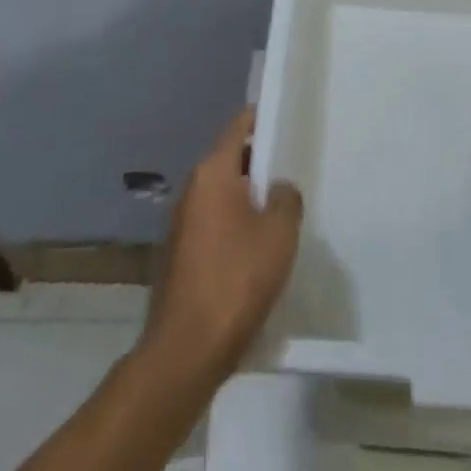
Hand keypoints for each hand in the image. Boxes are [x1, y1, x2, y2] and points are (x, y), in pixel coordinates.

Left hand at [141, 108, 302, 385]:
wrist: (184, 353)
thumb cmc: (235, 281)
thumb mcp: (279, 235)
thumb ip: (286, 199)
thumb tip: (279, 187)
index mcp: (212, 172)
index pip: (238, 126)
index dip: (262, 118)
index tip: (285, 119)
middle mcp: (192, 188)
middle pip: (230, 159)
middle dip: (260, 163)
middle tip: (292, 171)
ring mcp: (181, 222)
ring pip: (222, 193)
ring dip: (247, 197)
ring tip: (279, 212)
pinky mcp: (179, 253)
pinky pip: (213, 222)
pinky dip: (234, 224)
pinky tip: (255, 249)